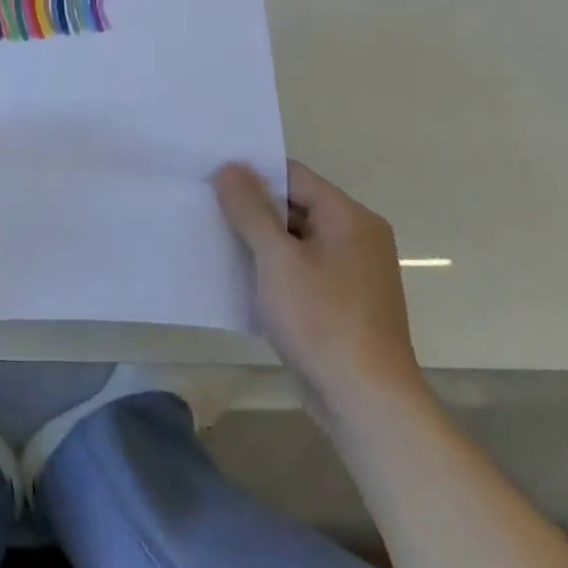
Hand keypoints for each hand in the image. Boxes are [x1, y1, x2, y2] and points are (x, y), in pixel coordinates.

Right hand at [213, 159, 427, 427]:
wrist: (364, 400)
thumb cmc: (321, 320)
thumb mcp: (277, 258)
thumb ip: (251, 210)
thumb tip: (230, 168)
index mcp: (350, 219)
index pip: (293, 176)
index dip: (252, 173)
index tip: (209, 178)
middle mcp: (356, 238)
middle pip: (294, 205)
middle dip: (250, 207)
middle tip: (203, 207)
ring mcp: (350, 273)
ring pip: (294, 240)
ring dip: (257, 239)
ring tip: (212, 237)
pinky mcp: (340, 302)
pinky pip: (299, 269)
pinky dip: (271, 268)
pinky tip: (237, 275)